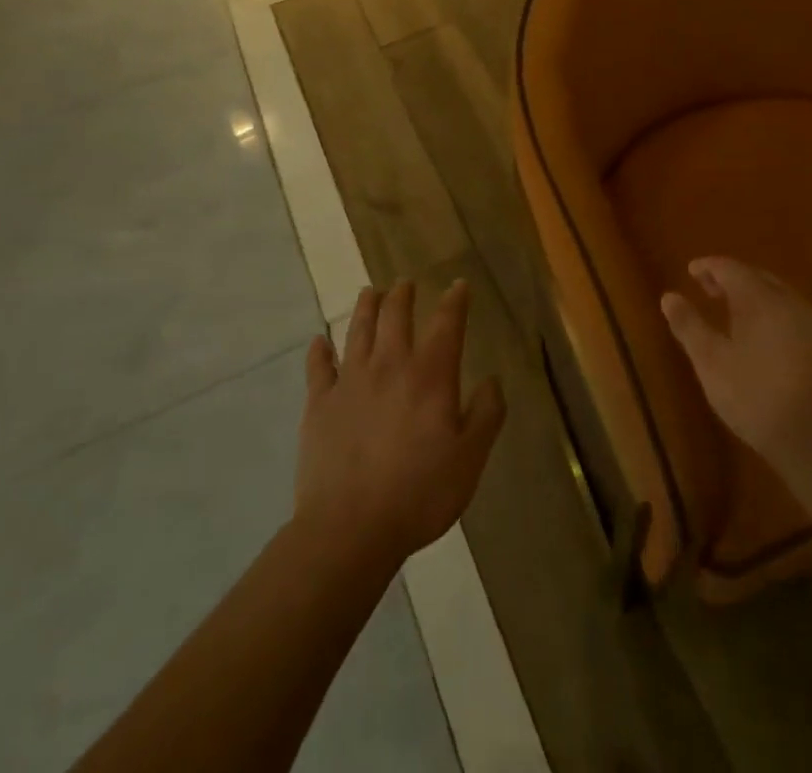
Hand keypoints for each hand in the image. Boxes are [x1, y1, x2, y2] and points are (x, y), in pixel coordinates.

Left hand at [296, 280, 504, 570]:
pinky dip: (319, 351)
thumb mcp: (470, 458)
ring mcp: (350, 381)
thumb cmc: (419, 493)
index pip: (446, 323)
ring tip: (370, 292)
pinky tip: (319, 342)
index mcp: (430, 375)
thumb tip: (493, 379)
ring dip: (366, 307)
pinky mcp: (319, 404)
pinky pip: (318, 367)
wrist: (350, 528)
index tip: (459, 285)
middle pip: (395, 315)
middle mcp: (390, 365)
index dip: (455, 301)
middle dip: (403, 295)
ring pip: (358, 330)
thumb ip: (486, 414)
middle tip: (405, 283)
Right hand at [661, 257, 811, 468]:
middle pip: (759, 278)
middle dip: (733, 280)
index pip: (730, 268)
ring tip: (738, 315)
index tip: (692, 271)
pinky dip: (778, 319)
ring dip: (758, 299)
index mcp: (758, 298)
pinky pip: (799, 320)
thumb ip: (689, 326)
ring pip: (782, 298)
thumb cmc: (757, 396)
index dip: (709, 267)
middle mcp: (790, 301)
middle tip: (711, 290)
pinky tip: (772, 342)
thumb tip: (669, 296)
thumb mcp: (711, 363)